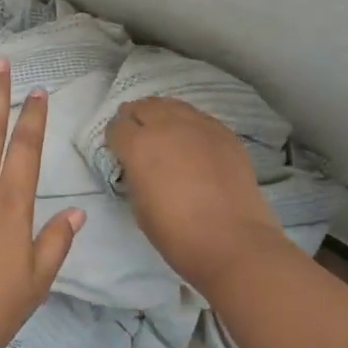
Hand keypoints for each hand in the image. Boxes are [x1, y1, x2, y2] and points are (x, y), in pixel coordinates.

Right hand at [106, 96, 285, 291]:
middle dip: (135, 117)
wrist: (232, 241)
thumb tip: (138, 165)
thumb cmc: (176, 232)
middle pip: (143, 107)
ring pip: (172, 105)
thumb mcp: (138, 204)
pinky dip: (188, 122)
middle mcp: (166, 126)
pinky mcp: (224, 133)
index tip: (118, 149)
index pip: (117, 127)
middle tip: (137, 133)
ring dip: (161, 114)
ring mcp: (198, 126)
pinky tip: (191, 138)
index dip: (115, 137)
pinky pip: (198, 117)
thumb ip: (134, 174)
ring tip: (163, 129)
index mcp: (138, 145)